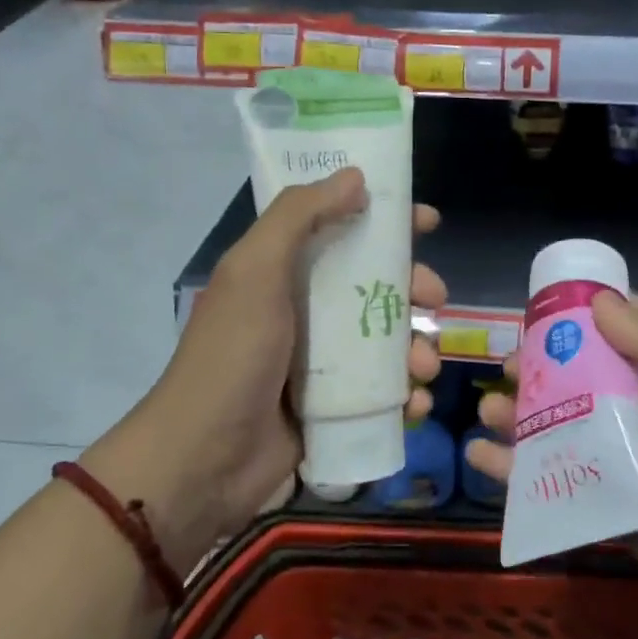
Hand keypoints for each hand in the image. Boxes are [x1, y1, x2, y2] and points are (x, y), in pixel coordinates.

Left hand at [86, 168, 441, 571]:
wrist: (202, 462)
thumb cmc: (232, 357)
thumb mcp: (255, 273)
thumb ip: (299, 216)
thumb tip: (355, 176)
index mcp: (284, 272)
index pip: (342, 229)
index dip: (385, 220)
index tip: (426, 221)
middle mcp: (306, 311)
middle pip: (376, 285)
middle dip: (413, 289)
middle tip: (435, 299)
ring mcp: (322, 362)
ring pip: (388, 340)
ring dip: (418, 348)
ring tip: (425, 368)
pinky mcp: (334, 407)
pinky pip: (384, 392)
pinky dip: (407, 395)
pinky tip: (416, 404)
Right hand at [470, 291, 637, 638]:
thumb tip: (598, 303)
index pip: (625, 335)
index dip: (586, 318)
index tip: (542, 309)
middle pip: (583, 383)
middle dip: (542, 371)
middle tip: (505, 366)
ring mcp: (628, 466)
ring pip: (563, 432)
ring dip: (522, 418)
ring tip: (488, 408)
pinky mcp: (612, 512)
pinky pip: (557, 486)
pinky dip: (517, 474)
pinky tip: (481, 458)